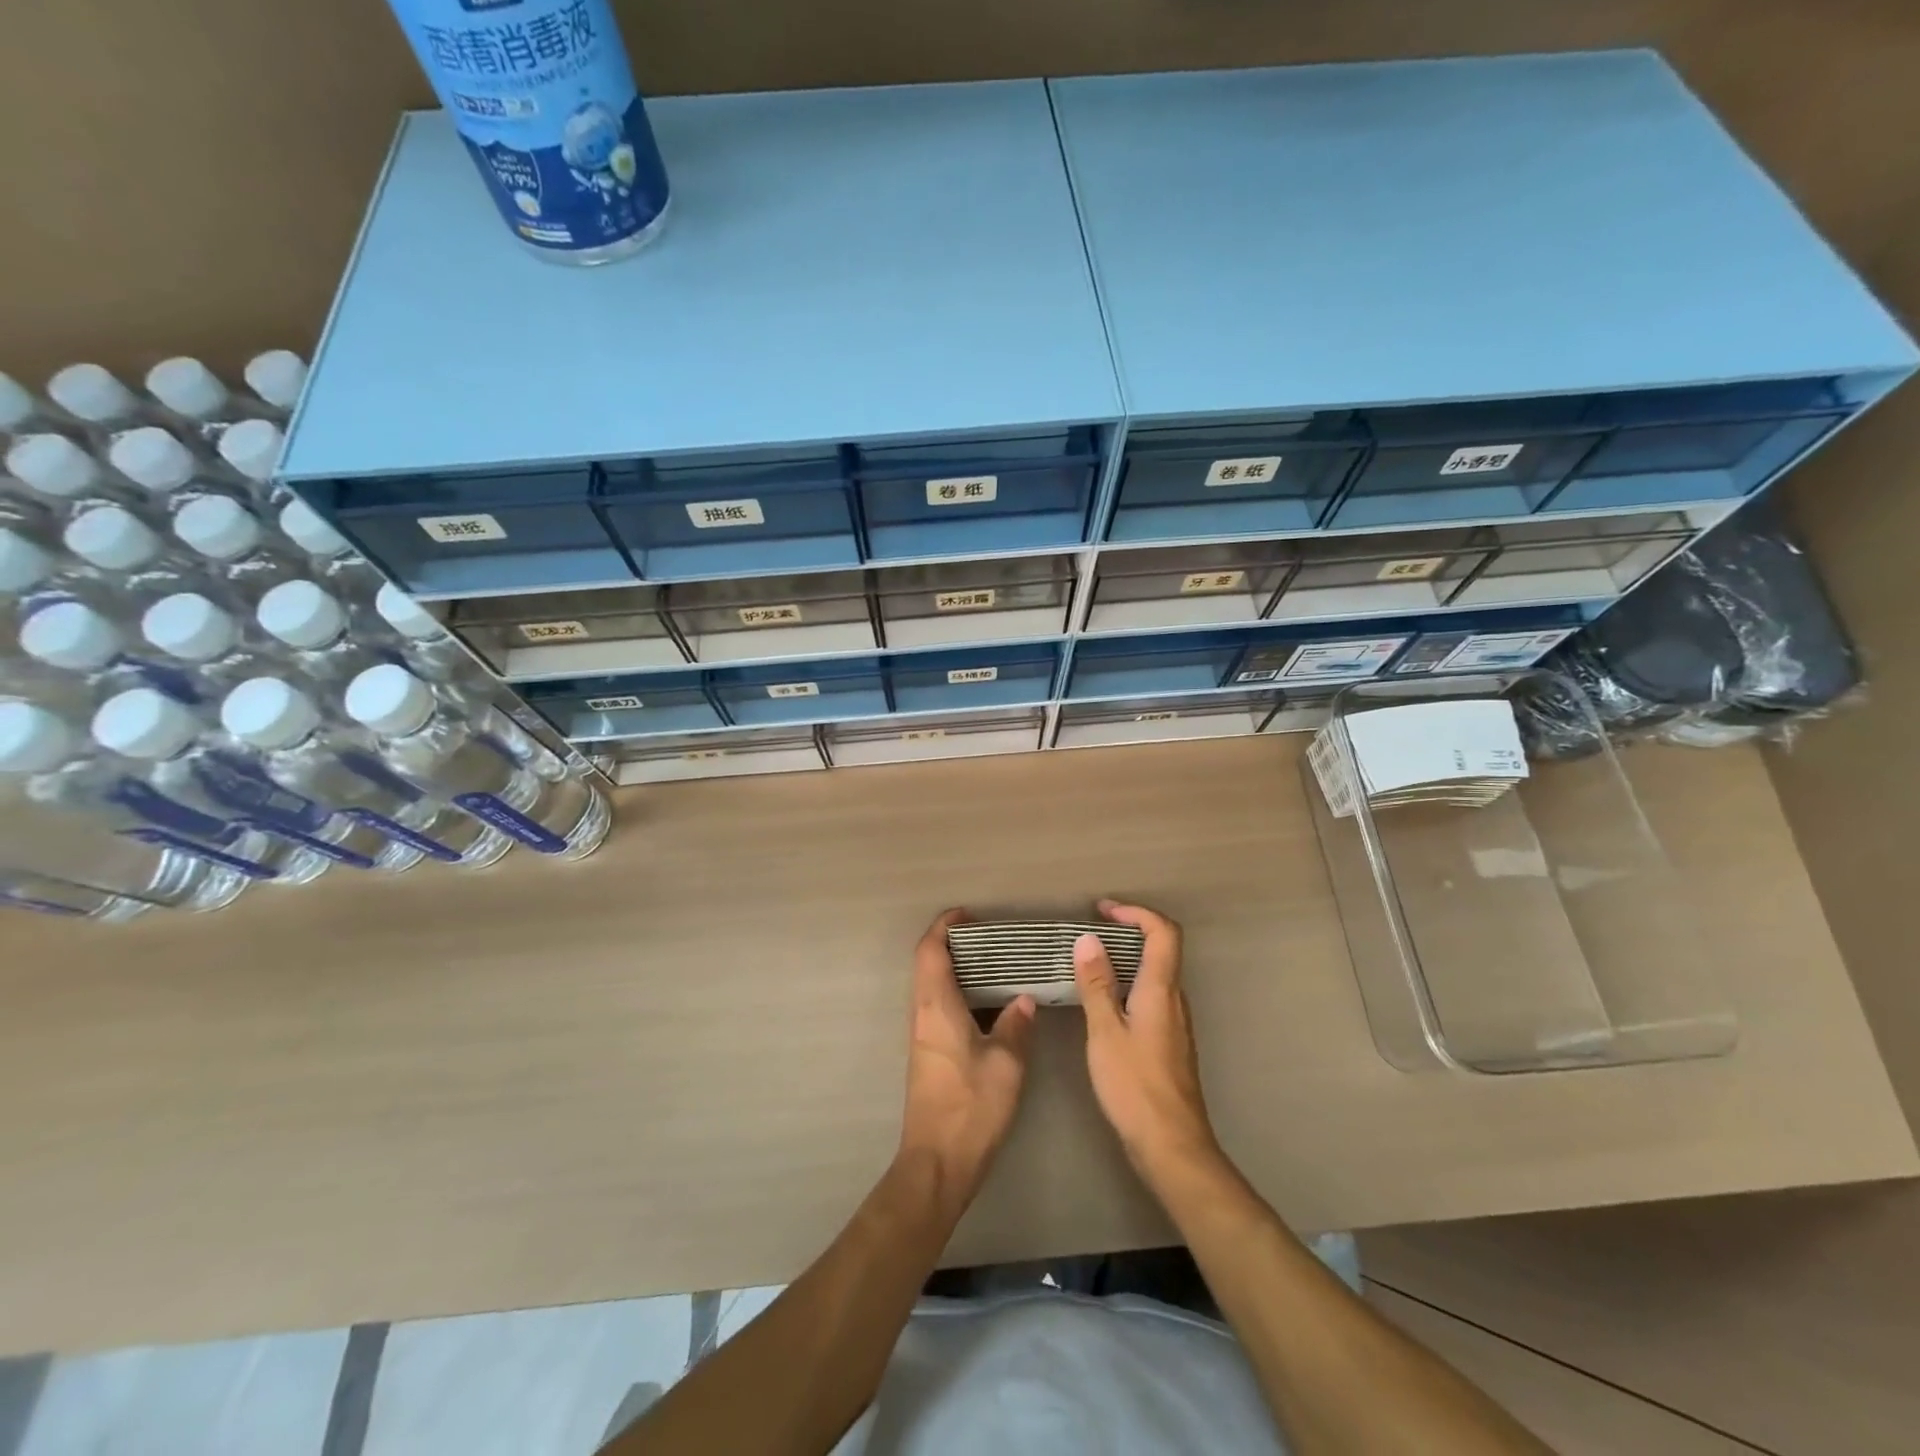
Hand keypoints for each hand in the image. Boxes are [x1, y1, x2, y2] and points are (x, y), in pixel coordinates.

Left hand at [898, 909, 1035, 1210]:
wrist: (937, 1162)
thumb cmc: (971, 1106)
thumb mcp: (1006, 1063)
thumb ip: (1016, 1025)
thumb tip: (1024, 999)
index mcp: (936, 1006)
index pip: (930, 951)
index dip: (944, 926)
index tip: (967, 914)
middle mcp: (922, 1014)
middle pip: (928, 964)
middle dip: (953, 944)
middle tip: (990, 938)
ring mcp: (922, 1036)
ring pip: (933, 987)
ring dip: (957, 970)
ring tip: (996, 965)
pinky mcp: (928, 1055)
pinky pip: (939, 1007)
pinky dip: (960, 993)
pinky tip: (990, 1006)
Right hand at [1074, 900, 1219, 1187]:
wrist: (1172, 1146)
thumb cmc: (1135, 1086)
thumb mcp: (1105, 1032)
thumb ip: (1097, 985)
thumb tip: (1088, 939)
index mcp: (1161, 990)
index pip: (1163, 932)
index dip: (1136, 912)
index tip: (1103, 910)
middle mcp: (1174, 1000)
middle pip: (1161, 949)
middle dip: (1127, 931)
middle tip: (1090, 932)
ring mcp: (1175, 1023)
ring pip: (1156, 975)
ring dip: (1126, 959)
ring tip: (1090, 963)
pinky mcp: (1169, 1043)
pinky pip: (1151, 996)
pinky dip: (1128, 984)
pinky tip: (1104, 1002)